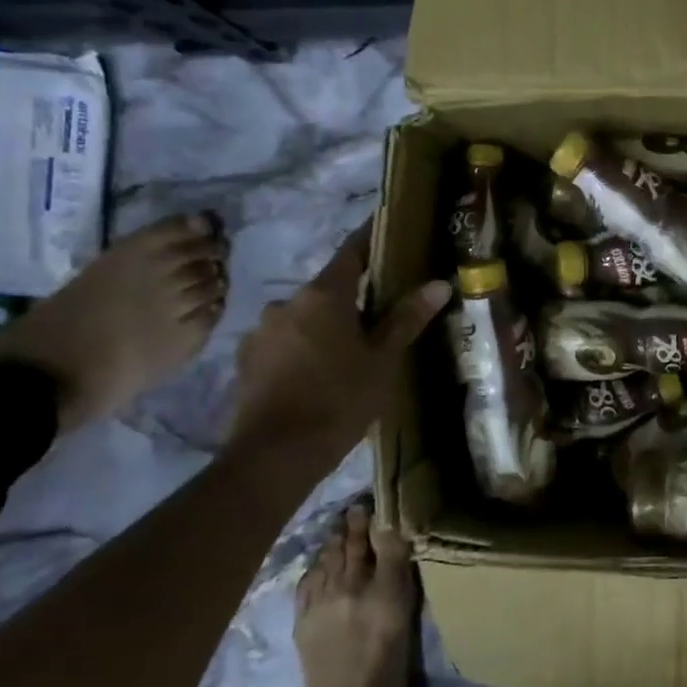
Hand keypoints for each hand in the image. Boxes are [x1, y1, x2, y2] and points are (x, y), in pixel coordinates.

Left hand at [227, 222, 450, 480]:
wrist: (274, 455)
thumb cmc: (339, 400)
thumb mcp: (382, 360)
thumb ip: (406, 319)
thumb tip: (439, 283)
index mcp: (323, 295)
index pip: (351, 252)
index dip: (369, 240)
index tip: (386, 231)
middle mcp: (287, 302)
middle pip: (327, 289)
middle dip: (352, 298)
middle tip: (378, 318)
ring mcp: (261, 331)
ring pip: (304, 317)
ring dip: (325, 326)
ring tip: (347, 354)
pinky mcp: (246, 360)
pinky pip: (283, 342)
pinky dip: (302, 349)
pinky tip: (315, 375)